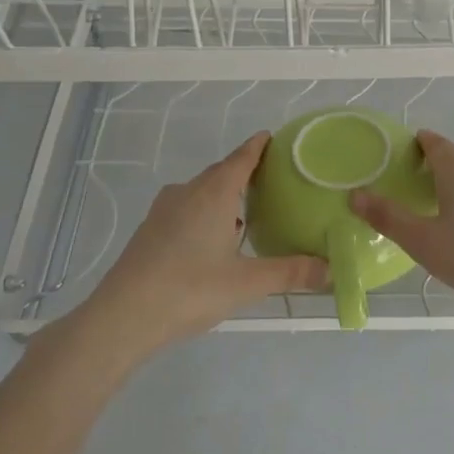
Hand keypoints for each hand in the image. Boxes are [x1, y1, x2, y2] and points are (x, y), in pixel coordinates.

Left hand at [78, 133, 327, 352]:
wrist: (122, 317)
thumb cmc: (189, 289)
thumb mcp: (248, 283)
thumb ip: (291, 273)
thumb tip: (331, 270)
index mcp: (213, 194)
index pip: (241, 158)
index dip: (258, 147)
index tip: (272, 137)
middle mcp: (187, 193)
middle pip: (220, 173)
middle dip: (244, 171)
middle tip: (272, 179)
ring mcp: (164, 211)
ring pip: (200, 192)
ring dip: (223, 195)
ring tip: (247, 212)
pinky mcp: (150, 231)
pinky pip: (186, 209)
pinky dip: (205, 213)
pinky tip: (215, 240)